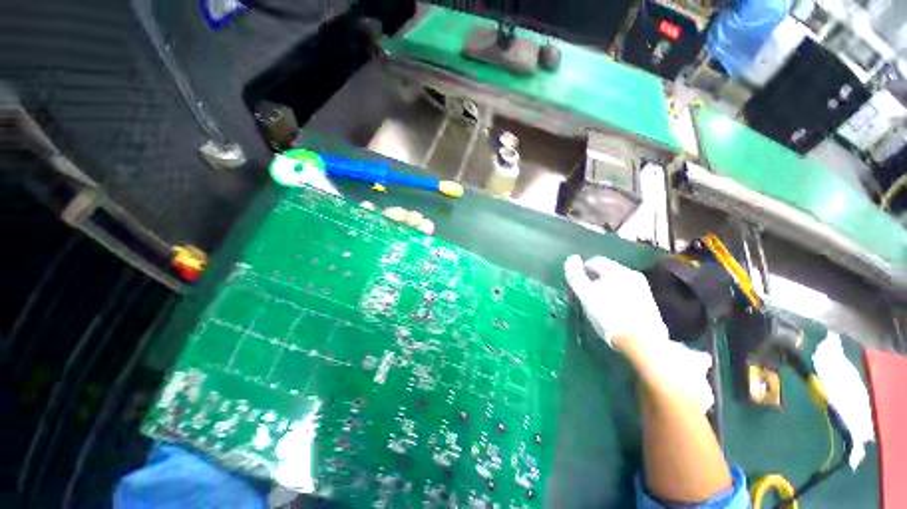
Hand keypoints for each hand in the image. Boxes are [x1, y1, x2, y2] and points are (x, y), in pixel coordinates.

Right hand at [564, 255, 669, 351]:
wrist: (642, 342)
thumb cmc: (609, 316)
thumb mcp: (586, 295)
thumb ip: (576, 276)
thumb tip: (571, 258)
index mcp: (616, 270)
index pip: (593, 260)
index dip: (581, 271)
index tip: (577, 286)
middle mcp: (631, 273)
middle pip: (606, 269)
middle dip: (594, 278)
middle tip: (586, 295)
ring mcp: (642, 287)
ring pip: (616, 280)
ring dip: (605, 287)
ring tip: (598, 303)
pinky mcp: (647, 300)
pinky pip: (625, 290)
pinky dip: (616, 295)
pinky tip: (613, 309)